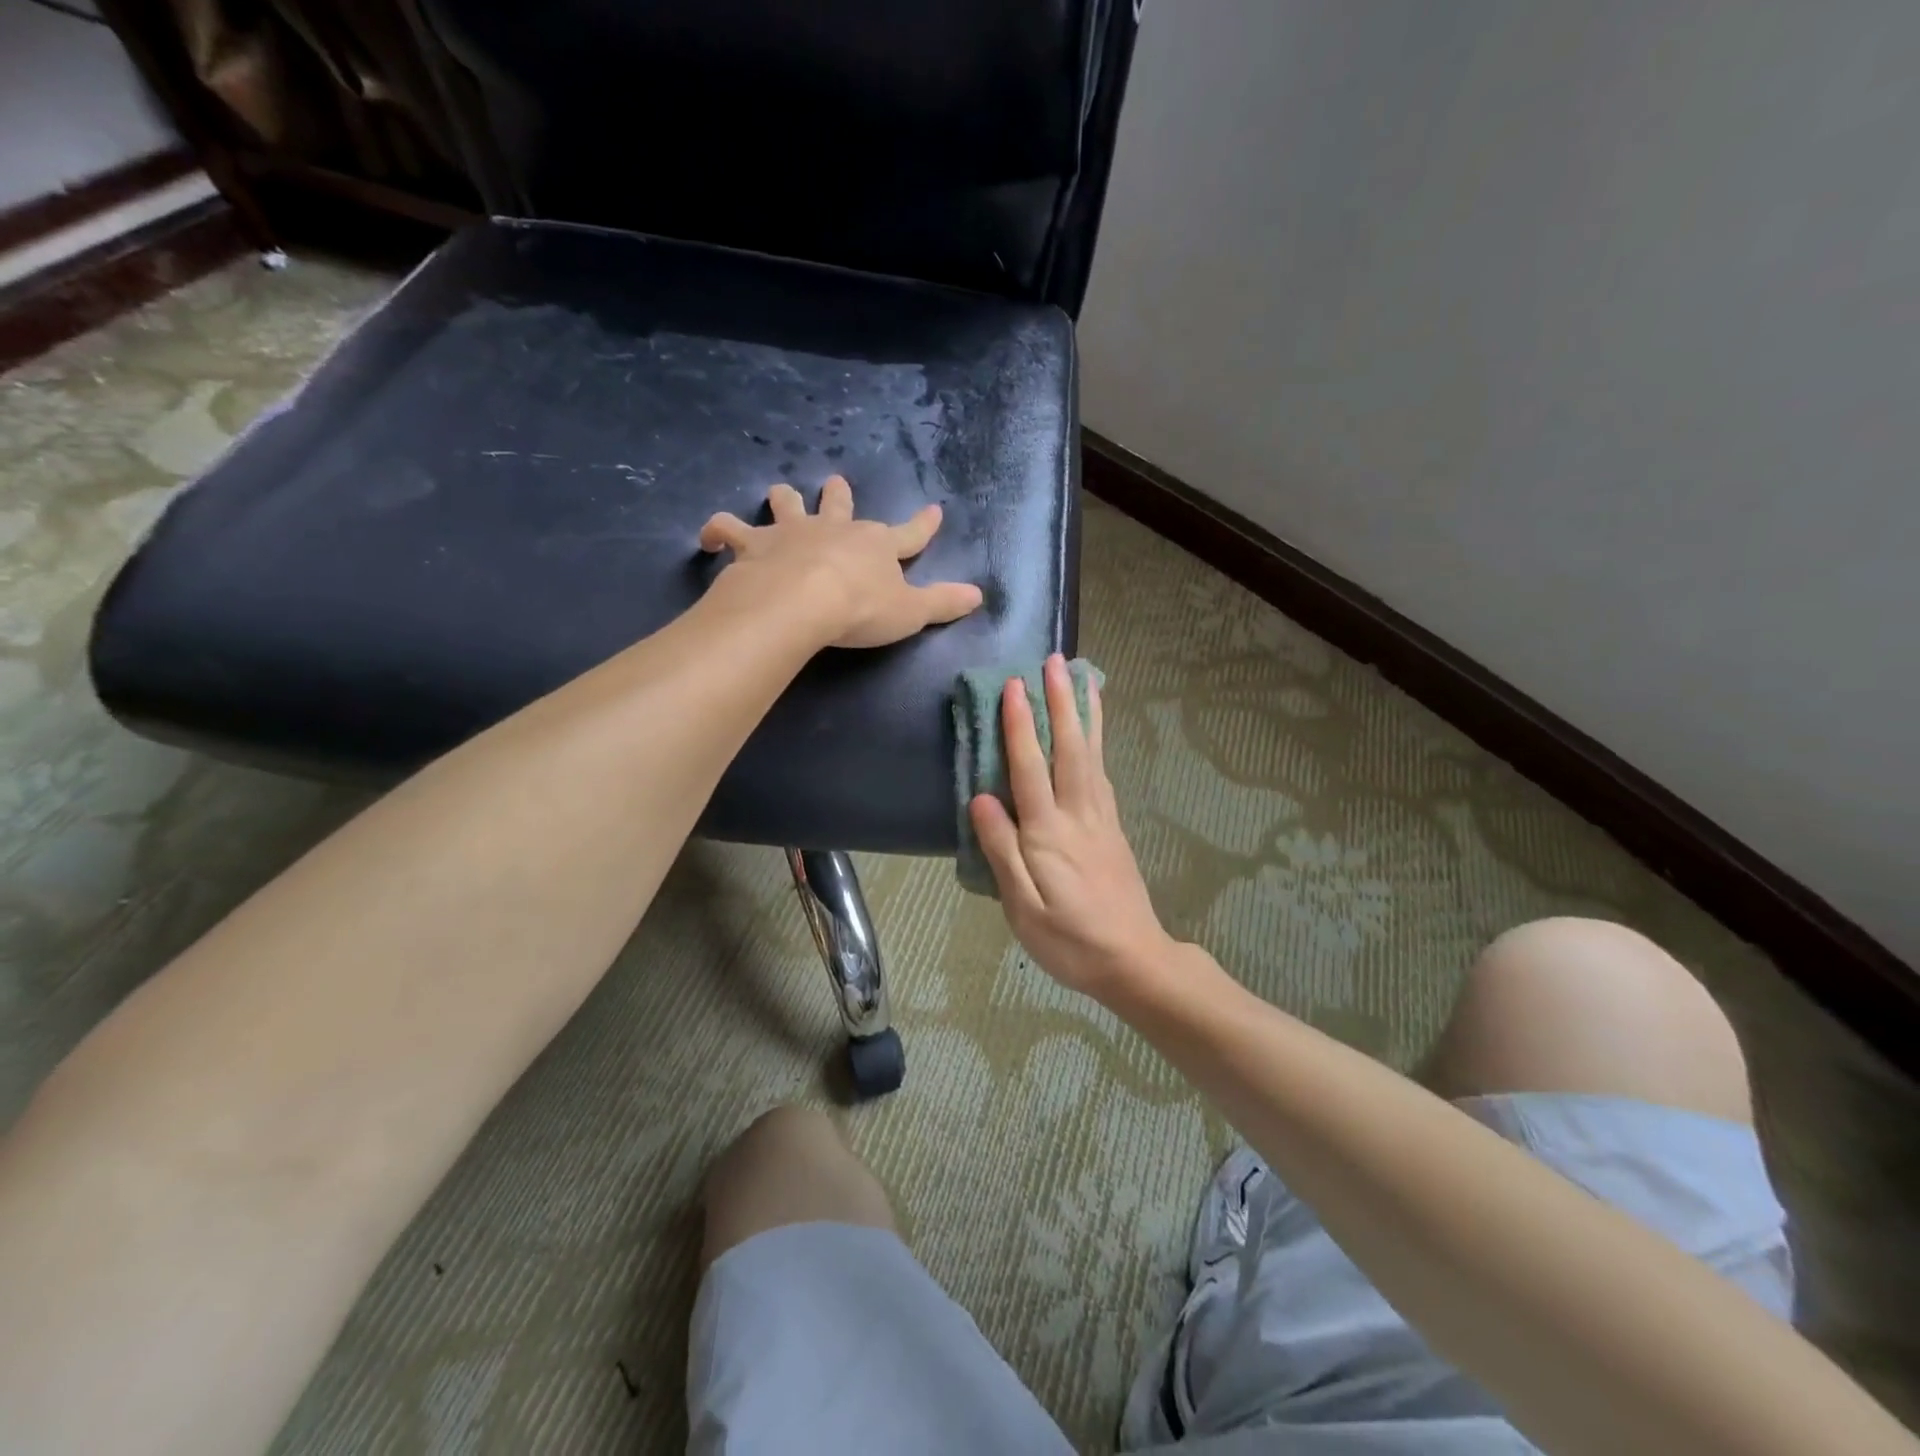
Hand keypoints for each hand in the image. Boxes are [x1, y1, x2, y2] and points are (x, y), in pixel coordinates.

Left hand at [700, 476, 983, 647]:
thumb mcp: (912, 612)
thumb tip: (979, 596)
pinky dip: (716, 531)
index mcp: (876, 545)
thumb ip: (943, 603)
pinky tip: (707, 539)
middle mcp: (834, 529)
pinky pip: (727, 530)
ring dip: (782, 500)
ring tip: (777, 496)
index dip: (924, 525)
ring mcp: (791, 532)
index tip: (935, 510)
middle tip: (835, 483)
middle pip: (838, 504)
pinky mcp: (753, 544)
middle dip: (839, 495)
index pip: (909, 534)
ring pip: (785, 504)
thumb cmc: (861, 608)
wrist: (803, 601)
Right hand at [969, 654, 1175, 999]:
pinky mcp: (1114, 828)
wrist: (1134, 961)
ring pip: (1093, 755)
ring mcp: (1101, 819)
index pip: (1030, 767)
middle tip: (1055, 660)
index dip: (1020, 725)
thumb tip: (981, 798)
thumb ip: (1002, 851)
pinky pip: (1104, 773)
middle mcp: (1078, 814)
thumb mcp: (1022, 907)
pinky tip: (1096, 733)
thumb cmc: (1069, 940)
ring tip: (1085, 678)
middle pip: (1069, 748)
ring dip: (1086, 713)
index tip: (1015, 684)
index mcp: (1049, 833)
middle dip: (1061, 702)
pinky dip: (1100, 743)